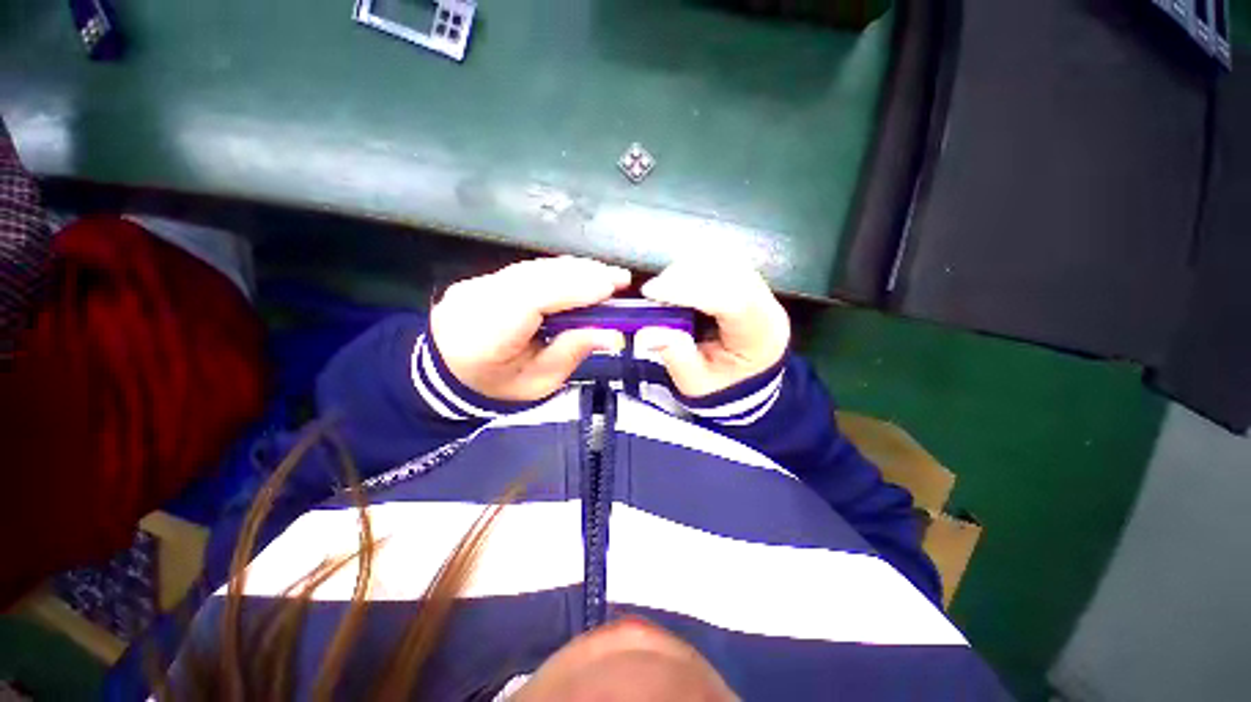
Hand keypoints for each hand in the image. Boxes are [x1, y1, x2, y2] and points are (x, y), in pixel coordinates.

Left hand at [430, 257, 630, 401]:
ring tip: (607, 275)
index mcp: (487, 334)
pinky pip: (530, 270)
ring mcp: (479, 283)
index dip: (573, 288)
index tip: (611, 288)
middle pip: (536, 276)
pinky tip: (581, 274)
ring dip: (575, 269)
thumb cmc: (496, 386)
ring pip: (534, 268)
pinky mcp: (486, 278)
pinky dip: (560, 271)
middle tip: (620, 278)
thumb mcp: (538, 383)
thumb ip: (571, 354)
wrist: (446, 372)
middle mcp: (479, 299)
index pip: (531, 299)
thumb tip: (612, 334)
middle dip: (583, 274)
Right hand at [636, 256, 789, 397]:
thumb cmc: (720, 385)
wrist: (743, 383)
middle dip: (686, 275)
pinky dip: (697, 266)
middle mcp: (768, 306)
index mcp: (761, 337)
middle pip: (731, 272)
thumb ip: (676, 356)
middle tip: (654, 291)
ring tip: (666, 287)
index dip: (690, 290)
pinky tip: (680, 281)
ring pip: (727, 261)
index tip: (652, 292)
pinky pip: (723, 261)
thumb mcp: (695, 382)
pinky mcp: (749, 282)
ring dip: (690, 268)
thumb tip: (648, 331)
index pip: (732, 300)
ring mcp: (761, 290)